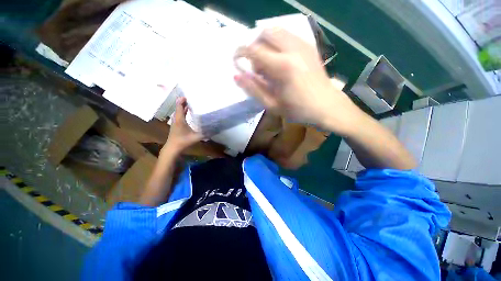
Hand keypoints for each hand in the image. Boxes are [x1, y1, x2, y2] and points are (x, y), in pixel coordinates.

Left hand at [164, 97, 202, 153]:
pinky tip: (188, 112)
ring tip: (191, 103)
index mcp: (180, 119)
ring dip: (183, 106)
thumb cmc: (183, 141)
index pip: (180, 106)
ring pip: (178, 111)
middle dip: (184, 102)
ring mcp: (176, 122)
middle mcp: (177, 119)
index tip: (189, 95)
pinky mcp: (176, 125)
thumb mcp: (196, 137)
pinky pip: (179, 115)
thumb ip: (205, 133)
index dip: (182, 100)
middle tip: (192, 98)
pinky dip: (183, 112)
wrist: (173, 148)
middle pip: (179, 107)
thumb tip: (215, 129)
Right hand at [234, 28, 361, 134]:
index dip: (240, 53)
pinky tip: (280, 59)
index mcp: (282, 66)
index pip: (253, 49)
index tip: (237, 60)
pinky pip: (288, 35)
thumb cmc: (298, 110)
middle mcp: (292, 49)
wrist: (326, 106)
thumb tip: (237, 76)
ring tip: (268, 63)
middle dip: (254, 45)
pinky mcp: (309, 46)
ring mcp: (303, 45)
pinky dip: (278, 42)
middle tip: (256, 65)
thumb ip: (254, 89)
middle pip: (265, 32)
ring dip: (266, 43)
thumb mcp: (272, 105)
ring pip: (277, 30)